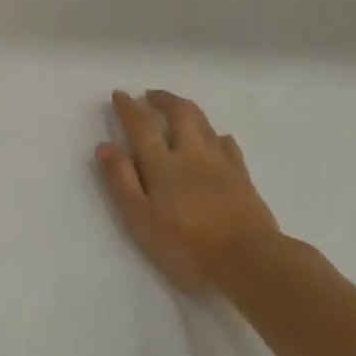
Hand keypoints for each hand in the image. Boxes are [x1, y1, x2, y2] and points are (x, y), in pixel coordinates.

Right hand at [95, 90, 289, 298]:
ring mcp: (221, 163)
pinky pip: (228, 145)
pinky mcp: (242, 177)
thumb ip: (121, 181)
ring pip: (205, 124)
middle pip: (180, 114)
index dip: (129, 108)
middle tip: (151, 95)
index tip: (119, 95)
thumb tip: (105, 146)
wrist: (249, 260)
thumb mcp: (141, 219)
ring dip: (188, 110)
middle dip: (163, 100)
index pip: (142, 126)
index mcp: (163, 164)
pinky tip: (216, 139)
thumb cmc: (187, 245)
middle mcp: (192, 154)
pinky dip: (217, 135)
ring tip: (178, 108)